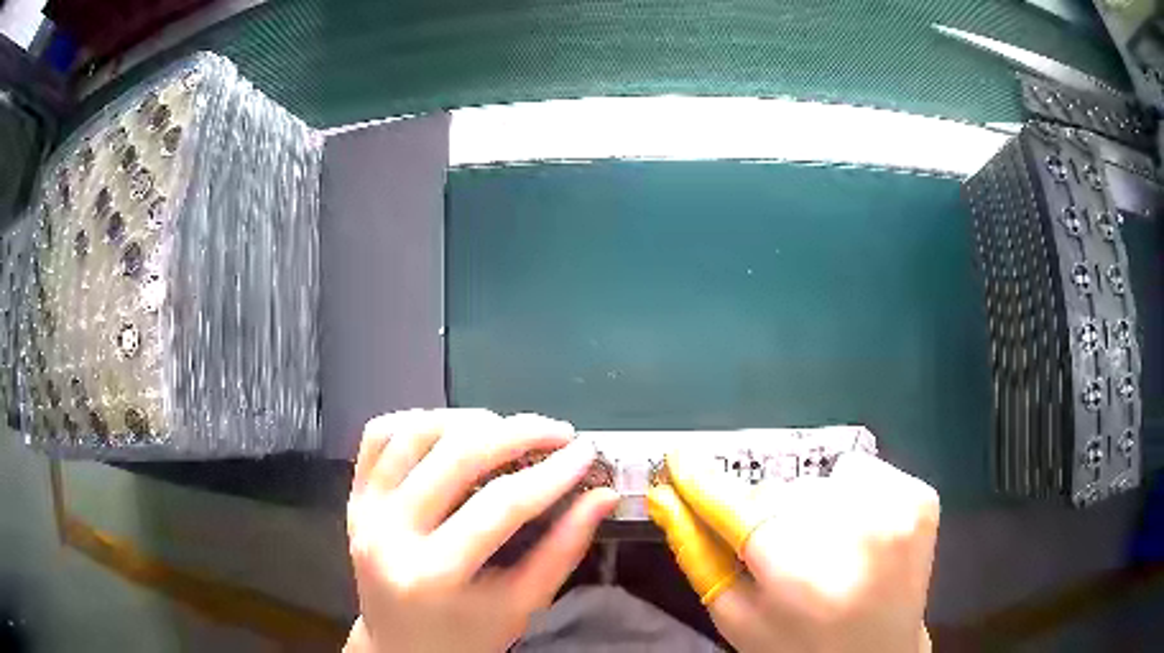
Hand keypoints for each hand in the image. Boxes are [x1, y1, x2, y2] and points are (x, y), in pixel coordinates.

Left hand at [346, 409, 618, 652]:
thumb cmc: (467, 636)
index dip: (551, 474)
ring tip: (508, 431)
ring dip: (468, 420)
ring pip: (413, 433)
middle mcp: (388, 534)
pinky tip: (451, 432)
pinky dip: (418, 421)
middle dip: (517, 433)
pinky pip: (378, 435)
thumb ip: (564, 549)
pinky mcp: (354, 497)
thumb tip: (602, 495)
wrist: (401, 646)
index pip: (500, 506)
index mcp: (433, 574)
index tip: (586, 453)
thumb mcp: (522, 605)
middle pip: (456, 456)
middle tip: (557, 432)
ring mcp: (364, 510)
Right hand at [648, 451, 938, 652]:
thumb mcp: (738, 616)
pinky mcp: (921, 497)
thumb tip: (665, 498)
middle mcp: (856, 533)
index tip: (679, 461)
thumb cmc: (799, 646)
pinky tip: (858, 536)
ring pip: (820, 481)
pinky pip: (863, 474)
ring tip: (824, 550)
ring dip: (811, 508)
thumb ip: (698, 555)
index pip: (738, 510)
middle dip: (768, 516)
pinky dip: (851, 497)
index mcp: (802, 575)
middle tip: (783, 557)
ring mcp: (897, 509)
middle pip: (781, 493)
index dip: (704, 484)